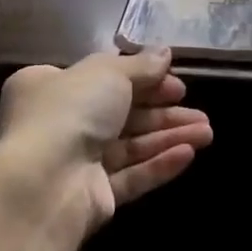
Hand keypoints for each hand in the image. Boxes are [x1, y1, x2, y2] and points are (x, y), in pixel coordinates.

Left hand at [0, 47, 212, 233]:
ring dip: (169, 137)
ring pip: (131, 146)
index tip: (175, 82)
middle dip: (164, 112)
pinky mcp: (91, 198)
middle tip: (200, 113)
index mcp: (50, 86)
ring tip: (207, 133)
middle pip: (122, 114)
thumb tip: (164, 53)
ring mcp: (75, 163)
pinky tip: (188, 154)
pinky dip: (158, 164)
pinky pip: (130, 177)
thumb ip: (141, 65)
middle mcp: (59, 123)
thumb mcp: (108, 72)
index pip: (103, 78)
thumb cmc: (70, 111)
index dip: (142, 78)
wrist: (44, 184)